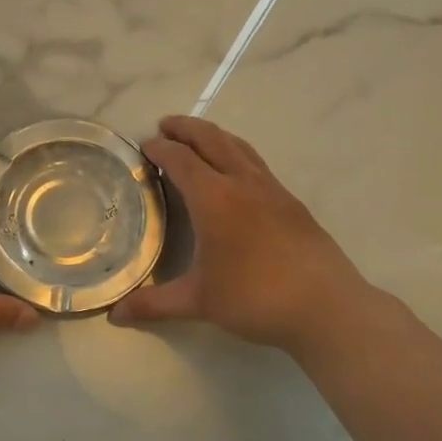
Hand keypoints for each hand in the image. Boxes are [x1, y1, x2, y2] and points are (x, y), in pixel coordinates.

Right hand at [108, 116, 385, 357]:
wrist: (326, 307)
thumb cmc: (254, 298)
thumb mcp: (198, 302)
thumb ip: (153, 304)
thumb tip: (115, 315)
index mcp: (214, 198)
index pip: (180, 159)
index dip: (159, 148)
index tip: (144, 146)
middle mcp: (242, 183)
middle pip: (211, 139)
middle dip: (186, 127)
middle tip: (165, 125)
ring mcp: (272, 190)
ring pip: (239, 146)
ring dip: (214, 136)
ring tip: (198, 139)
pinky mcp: (292, 203)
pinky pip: (257, 164)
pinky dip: (237, 154)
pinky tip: (235, 174)